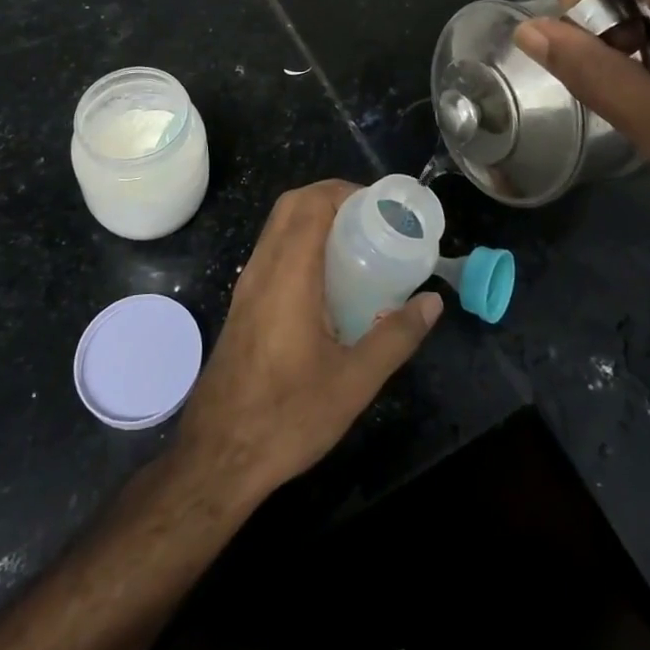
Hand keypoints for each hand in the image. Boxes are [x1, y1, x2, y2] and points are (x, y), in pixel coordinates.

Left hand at [176, 180, 442, 504]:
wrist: (217, 458)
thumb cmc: (287, 417)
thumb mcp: (353, 382)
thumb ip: (396, 337)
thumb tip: (433, 302)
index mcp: (288, 275)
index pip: (311, 204)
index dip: (346, 192)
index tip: (381, 208)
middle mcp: (262, 268)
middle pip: (292, 206)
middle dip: (331, 198)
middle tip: (372, 220)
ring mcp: (247, 286)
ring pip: (278, 227)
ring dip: (314, 219)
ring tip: (356, 244)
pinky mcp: (242, 304)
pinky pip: (272, 251)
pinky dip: (300, 243)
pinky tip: (328, 281)